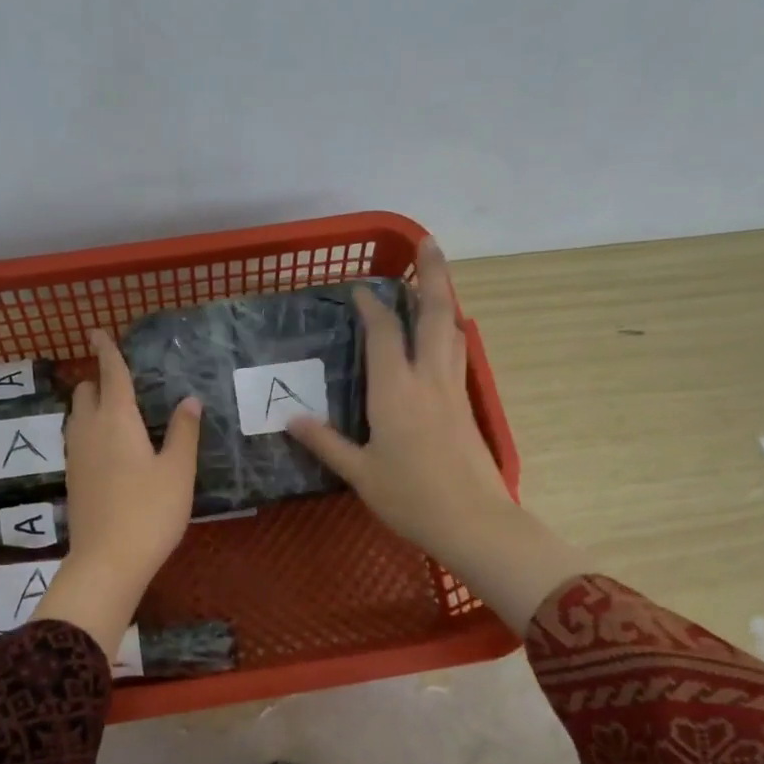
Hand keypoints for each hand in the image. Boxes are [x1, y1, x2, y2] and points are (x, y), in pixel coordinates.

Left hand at [35, 329, 201, 658]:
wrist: (107, 561)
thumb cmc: (150, 512)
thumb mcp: (178, 471)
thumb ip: (184, 432)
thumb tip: (190, 400)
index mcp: (117, 419)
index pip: (110, 373)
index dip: (106, 350)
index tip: (97, 332)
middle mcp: (89, 430)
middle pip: (85, 391)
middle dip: (98, 379)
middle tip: (122, 384)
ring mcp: (75, 455)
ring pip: (77, 416)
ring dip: (92, 405)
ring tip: (118, 414)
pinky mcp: (72, 478)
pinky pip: (77, 439)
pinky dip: (90, 430)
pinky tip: (111, 449)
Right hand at [286, 239, 590, 632]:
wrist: (472, 521)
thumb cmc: (410, 497)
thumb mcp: (360, 473)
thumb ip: (325, 442)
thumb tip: (290, 418)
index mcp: (394, 391)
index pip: (382, 334)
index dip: (371, 307)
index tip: (359, 288)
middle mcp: (427, 379)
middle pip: (433, 313)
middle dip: (431, 273)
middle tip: (426, 242)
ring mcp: (452, 389)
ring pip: (451, 329)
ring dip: (444, 297)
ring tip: (436, 277)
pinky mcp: (465, 404)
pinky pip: (457, 353)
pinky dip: (449, 330)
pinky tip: (445, 332)